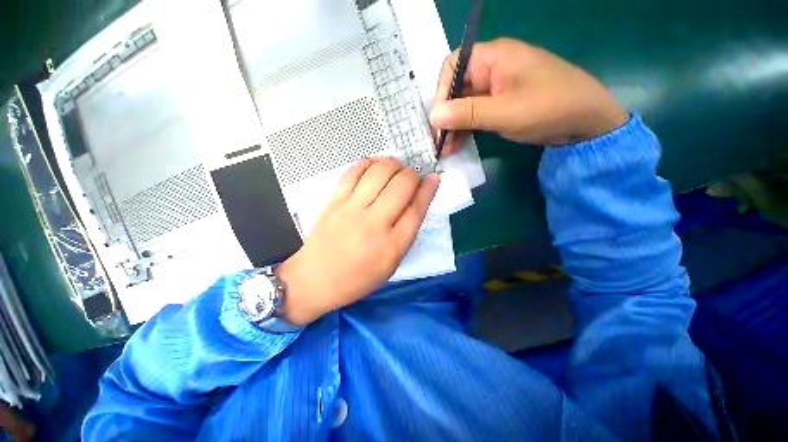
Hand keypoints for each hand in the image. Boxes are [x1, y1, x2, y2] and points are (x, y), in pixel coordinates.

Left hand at [275, 158, 439, 325]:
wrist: (314, 279)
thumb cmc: (357, 278)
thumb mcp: (391, 263)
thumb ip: (406, 232)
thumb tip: (418, 201)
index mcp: (392, 245)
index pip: (417, 208)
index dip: (428, 189)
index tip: (434, 177)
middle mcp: (374, 223)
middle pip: (401, 185)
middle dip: (413, 174)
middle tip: (412, 176)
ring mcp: (351, 209)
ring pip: (379, 172)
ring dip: (393, 164)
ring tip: (396, 168)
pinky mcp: (334, 201)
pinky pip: (354, 171)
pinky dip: (369, 162)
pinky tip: (374, 165)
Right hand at [429, 38, 627, 153]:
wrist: (585, 122)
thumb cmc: (548, 108)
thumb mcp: (504, 112)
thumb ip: (466, 113)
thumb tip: (433, 116)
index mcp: (492, 57)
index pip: (452, 67)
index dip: (441, 93)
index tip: (437, 121)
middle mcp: (490, 69)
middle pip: (456, 89)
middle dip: (445, 116)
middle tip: (438, 141)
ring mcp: (495, 88)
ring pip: (463, 105)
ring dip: (453, 127)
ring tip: (445, 150)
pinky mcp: (499, 105)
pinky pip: (474, 115)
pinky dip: (465, 130)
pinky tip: (457, 146)